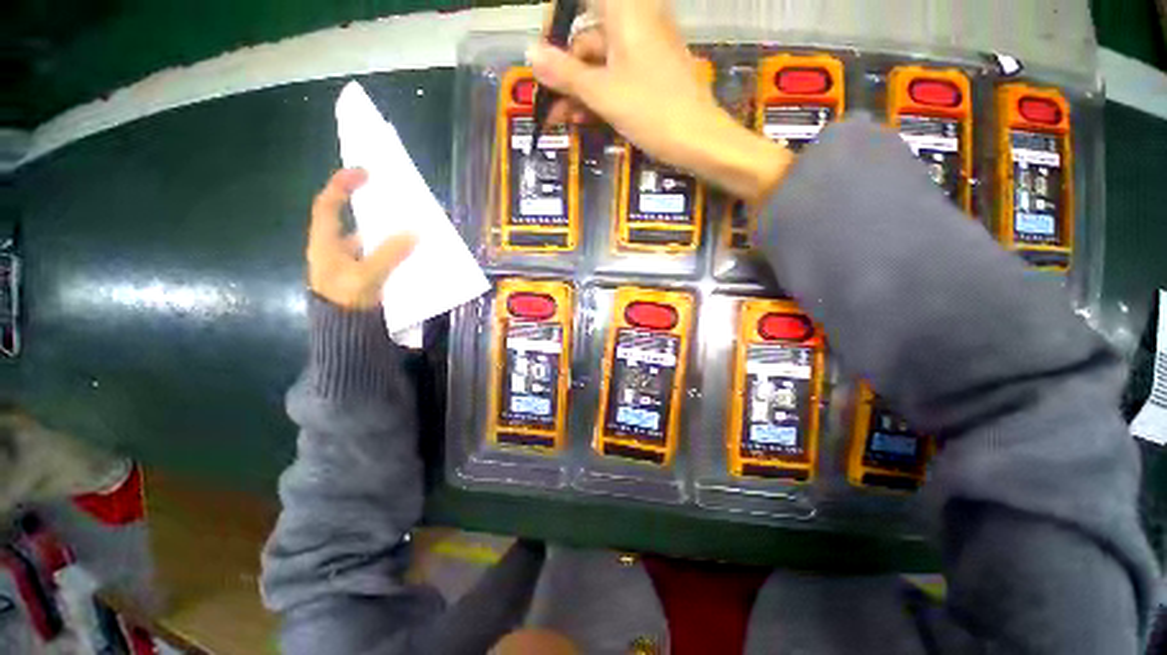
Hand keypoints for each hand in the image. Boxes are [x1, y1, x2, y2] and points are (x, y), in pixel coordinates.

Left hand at [307, 168, 416, 308]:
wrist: (345, 332)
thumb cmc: (347, 300)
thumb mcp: (366, 275)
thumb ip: (389, 253)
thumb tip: (414, 232)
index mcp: (326, 242)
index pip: (328, 203)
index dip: (342, 184)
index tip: (364, 172)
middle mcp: (336, 247)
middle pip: (350, 218)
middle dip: (370, 206)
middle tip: (394, 198)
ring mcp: (350, 261)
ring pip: (368, 238)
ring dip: (387, 230)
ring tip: (409, 223)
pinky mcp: (364, 273)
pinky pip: (379, 253)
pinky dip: (393, 248)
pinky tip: (410, 249)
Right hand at [528, 0, 792, 202]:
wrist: (698, 140)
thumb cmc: (651, 111)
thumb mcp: (602, 94)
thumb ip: (565, 73)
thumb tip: (531, 52)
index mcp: (625, 11)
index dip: (558, 15)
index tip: (545, 47)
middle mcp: (636, 20)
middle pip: (589, 35)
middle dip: (565, 69)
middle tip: (548, 102)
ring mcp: (645, 47)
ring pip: (601, 60)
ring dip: (579, 89)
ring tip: (562, 119)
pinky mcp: (652, 71)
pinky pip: (618, 74)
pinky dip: (599, 93)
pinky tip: (584, 118)